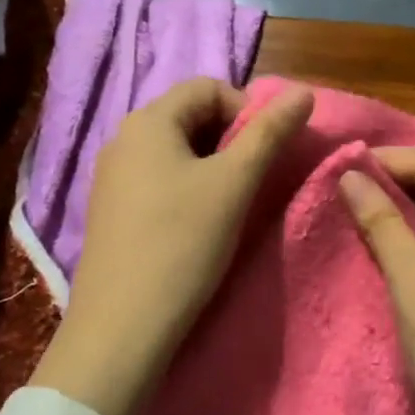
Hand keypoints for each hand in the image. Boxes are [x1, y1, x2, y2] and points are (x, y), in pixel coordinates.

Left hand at [29, 79, 313, 414]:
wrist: (122, 326)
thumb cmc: (183, 243)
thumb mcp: (235, 183)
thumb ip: (270, 133)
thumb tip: (303, 92)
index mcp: (148, 121)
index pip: (208, 87)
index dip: (248, 109)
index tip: (268, 150)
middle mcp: (122, 139)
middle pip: (190, 117)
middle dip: (231, 139)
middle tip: (255, 178)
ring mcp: (111, 178)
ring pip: (176, 152)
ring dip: (212, 166)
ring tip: (232, 203)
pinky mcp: (111, 212)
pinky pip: (158, 181)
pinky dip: (188, 189)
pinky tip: (199, 225)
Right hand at [343, 147, 414, 414]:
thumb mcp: (413, 279)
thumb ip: (382, 222)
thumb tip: (350, 174)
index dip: (389, 158)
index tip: (340, 164)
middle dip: (391, 181)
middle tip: (339, 188)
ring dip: (398, 210)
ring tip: (351, 211)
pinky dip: (409, 239)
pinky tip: (380, 246)